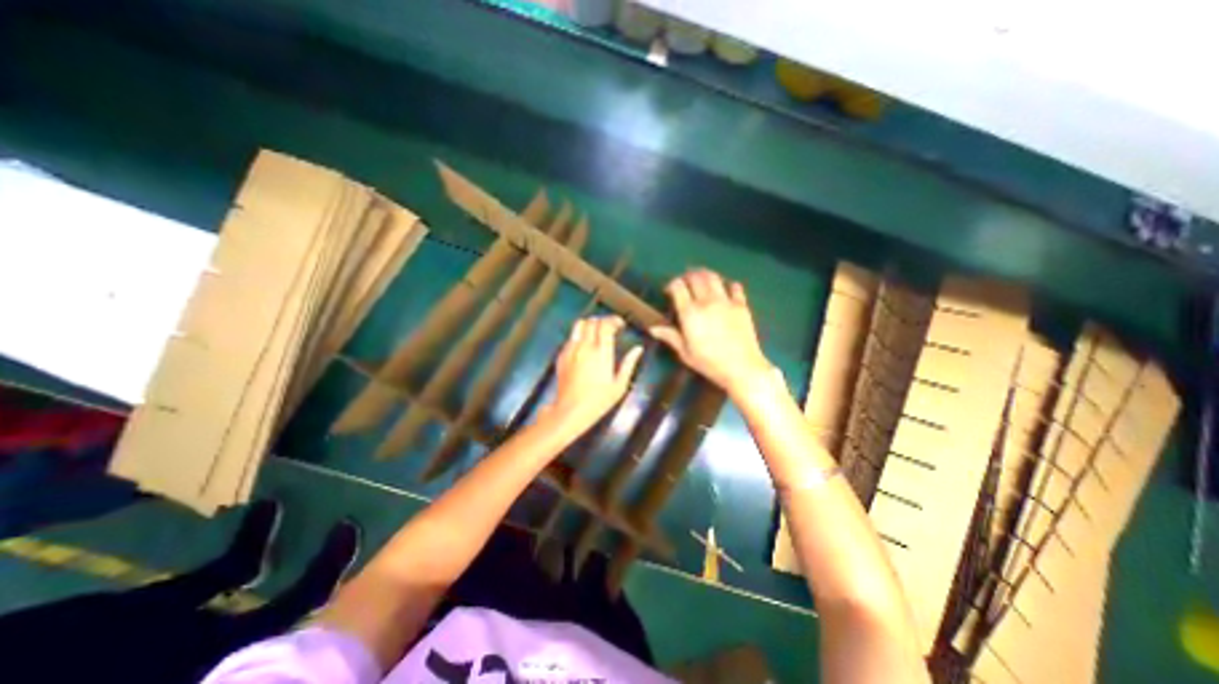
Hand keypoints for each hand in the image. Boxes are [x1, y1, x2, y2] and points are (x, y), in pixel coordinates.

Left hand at [537, 319, 641, 434]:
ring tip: (597, 332)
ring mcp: (571, 350)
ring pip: (579, 325)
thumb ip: (629, 364)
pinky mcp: (562, 355)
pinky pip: (571, 337)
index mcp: (601, 353)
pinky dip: (580, 335)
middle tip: (611, 328)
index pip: (606, 325)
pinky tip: (585, 345)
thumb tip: (638, 349)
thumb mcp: (619, 385)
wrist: (570, 410)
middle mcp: (585, 347)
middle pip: (592, 321)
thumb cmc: (598, 401)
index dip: (614, 320)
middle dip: (603, 320)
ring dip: (590, 324)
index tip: (621, 325)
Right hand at [653, 268, 763, 394]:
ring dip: (705, 275)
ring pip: (713, 277)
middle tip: (685, 283)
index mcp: (690, 313)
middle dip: (687, 276)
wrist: (742, 367)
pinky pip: (735, 287)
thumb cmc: (709, 363)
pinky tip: (725, 289)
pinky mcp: (741, 305)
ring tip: (701, 280)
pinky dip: (728, 285)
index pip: (678, 286)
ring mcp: (726, 301)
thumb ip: (670, 336)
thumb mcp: (685, 353)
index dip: (672, 284)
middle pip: (695, 277)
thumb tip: (653, 328)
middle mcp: (706, 301)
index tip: (669, 291)